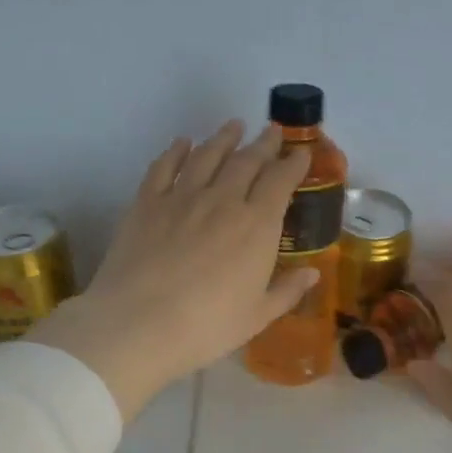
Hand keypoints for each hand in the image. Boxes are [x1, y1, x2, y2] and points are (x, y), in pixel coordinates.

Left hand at [29, 120, 316, 419]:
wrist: (138, 323)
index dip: (293, 164)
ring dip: (223, 138)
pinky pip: (164, 166)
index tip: (301, 153)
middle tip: (272, 131)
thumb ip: (287, 291)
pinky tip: (182, 143)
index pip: (281, 182)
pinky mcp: (146, 202)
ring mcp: (182, 197)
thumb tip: (313, 273)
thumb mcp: (257, 316)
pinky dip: (176, 151)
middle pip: (247, 161)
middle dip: (263, 144)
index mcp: (257, 226)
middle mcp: (224, 200)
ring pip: (207, 155)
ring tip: (234, 125)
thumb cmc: (207, 326)